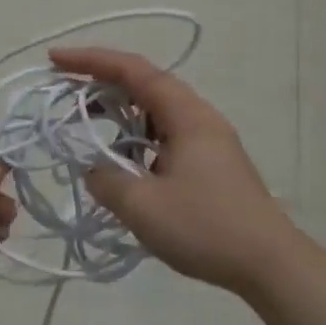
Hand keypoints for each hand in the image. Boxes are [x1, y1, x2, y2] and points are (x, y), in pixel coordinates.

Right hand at [52, 48, 296, 294]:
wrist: (270, 264)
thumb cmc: (206, 228)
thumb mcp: (143, 206)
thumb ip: (106, 180)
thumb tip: (93, 169)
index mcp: (187, 116)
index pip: (134, 71)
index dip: (92, 61)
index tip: (55, 60)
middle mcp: (200, 119)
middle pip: (146, 85)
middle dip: (102, 84)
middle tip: (64, 94)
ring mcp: (209, 142)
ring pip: (156, 113)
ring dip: (119, 114)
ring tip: (86, 127)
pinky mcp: (211, 165)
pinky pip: (165, 137)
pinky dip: (136, 139)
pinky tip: (121, 162)